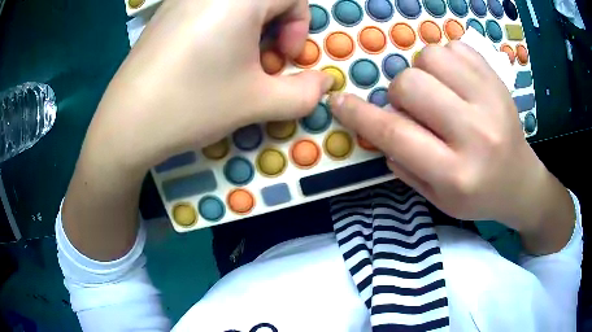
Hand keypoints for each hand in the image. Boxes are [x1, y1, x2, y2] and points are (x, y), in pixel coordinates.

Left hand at [85, 0, 331, 171]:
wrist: (126, 124)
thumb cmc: (192, 105)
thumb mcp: (258, 102)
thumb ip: (304, 93)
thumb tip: (324, 83)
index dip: (300, 26)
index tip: (283, 59)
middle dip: (277, 26)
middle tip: (262, 62)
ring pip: (238, 3)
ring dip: (250, 27)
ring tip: (234, 63)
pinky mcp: (166, 13)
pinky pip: (209, 7)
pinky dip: (223, 26)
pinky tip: (206, 58)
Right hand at [329, 42, 573, 251]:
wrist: (520, 182)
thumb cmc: (477, 196)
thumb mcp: (437, 197)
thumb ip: (403, 164)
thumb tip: (378, 125)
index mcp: (455, 173)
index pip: (396, 134)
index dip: (359, 113)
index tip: (339, 101)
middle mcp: (475, 134)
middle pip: (411, 85)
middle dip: (398, 92)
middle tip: (412, 106)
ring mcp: (491, 101)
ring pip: (432, 57)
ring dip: (422, 71)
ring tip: (436, 90)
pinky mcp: (498, 81)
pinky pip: (456, 47)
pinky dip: (446, 58)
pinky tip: (454, 80)